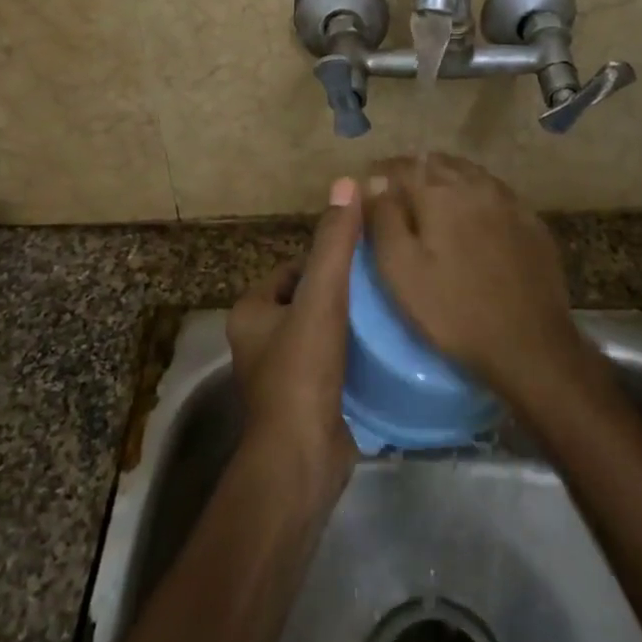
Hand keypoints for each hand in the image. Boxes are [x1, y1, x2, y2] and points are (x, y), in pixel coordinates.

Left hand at [227, 177, 363, 493]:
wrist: (302, 458)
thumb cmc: (303, 371)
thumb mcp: (322, 297)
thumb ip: (335, 243)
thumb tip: (347, 183)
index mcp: (251, 312)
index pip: (293, 268)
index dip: (327, 259)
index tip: (364, 257)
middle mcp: (259, 340)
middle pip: (309, 298)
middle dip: (342, 290)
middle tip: (383, 281)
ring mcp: (282, 373)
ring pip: (322, 330)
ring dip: (351, 322)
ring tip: (390, 309)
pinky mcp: (306, 400)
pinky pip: (332, 361)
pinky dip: (354, 353)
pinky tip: (385, 347)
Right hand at [364, 154, 583, 409]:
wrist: (530, 344)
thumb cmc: (453, 310)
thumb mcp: (400, 270)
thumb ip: (383, 219)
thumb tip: (374, 182)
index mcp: (440, 192)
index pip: (402, 165)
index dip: (381, 173)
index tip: (368, 187)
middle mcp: (476, 184)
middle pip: (437, 163)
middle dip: (413, 172)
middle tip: (396, 195)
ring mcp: (509, 201)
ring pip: (469, 174)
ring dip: (445, 179)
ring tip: (430, 203)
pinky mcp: (531, 222)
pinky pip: (495, 194)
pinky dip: (475, 196)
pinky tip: (472, 218)